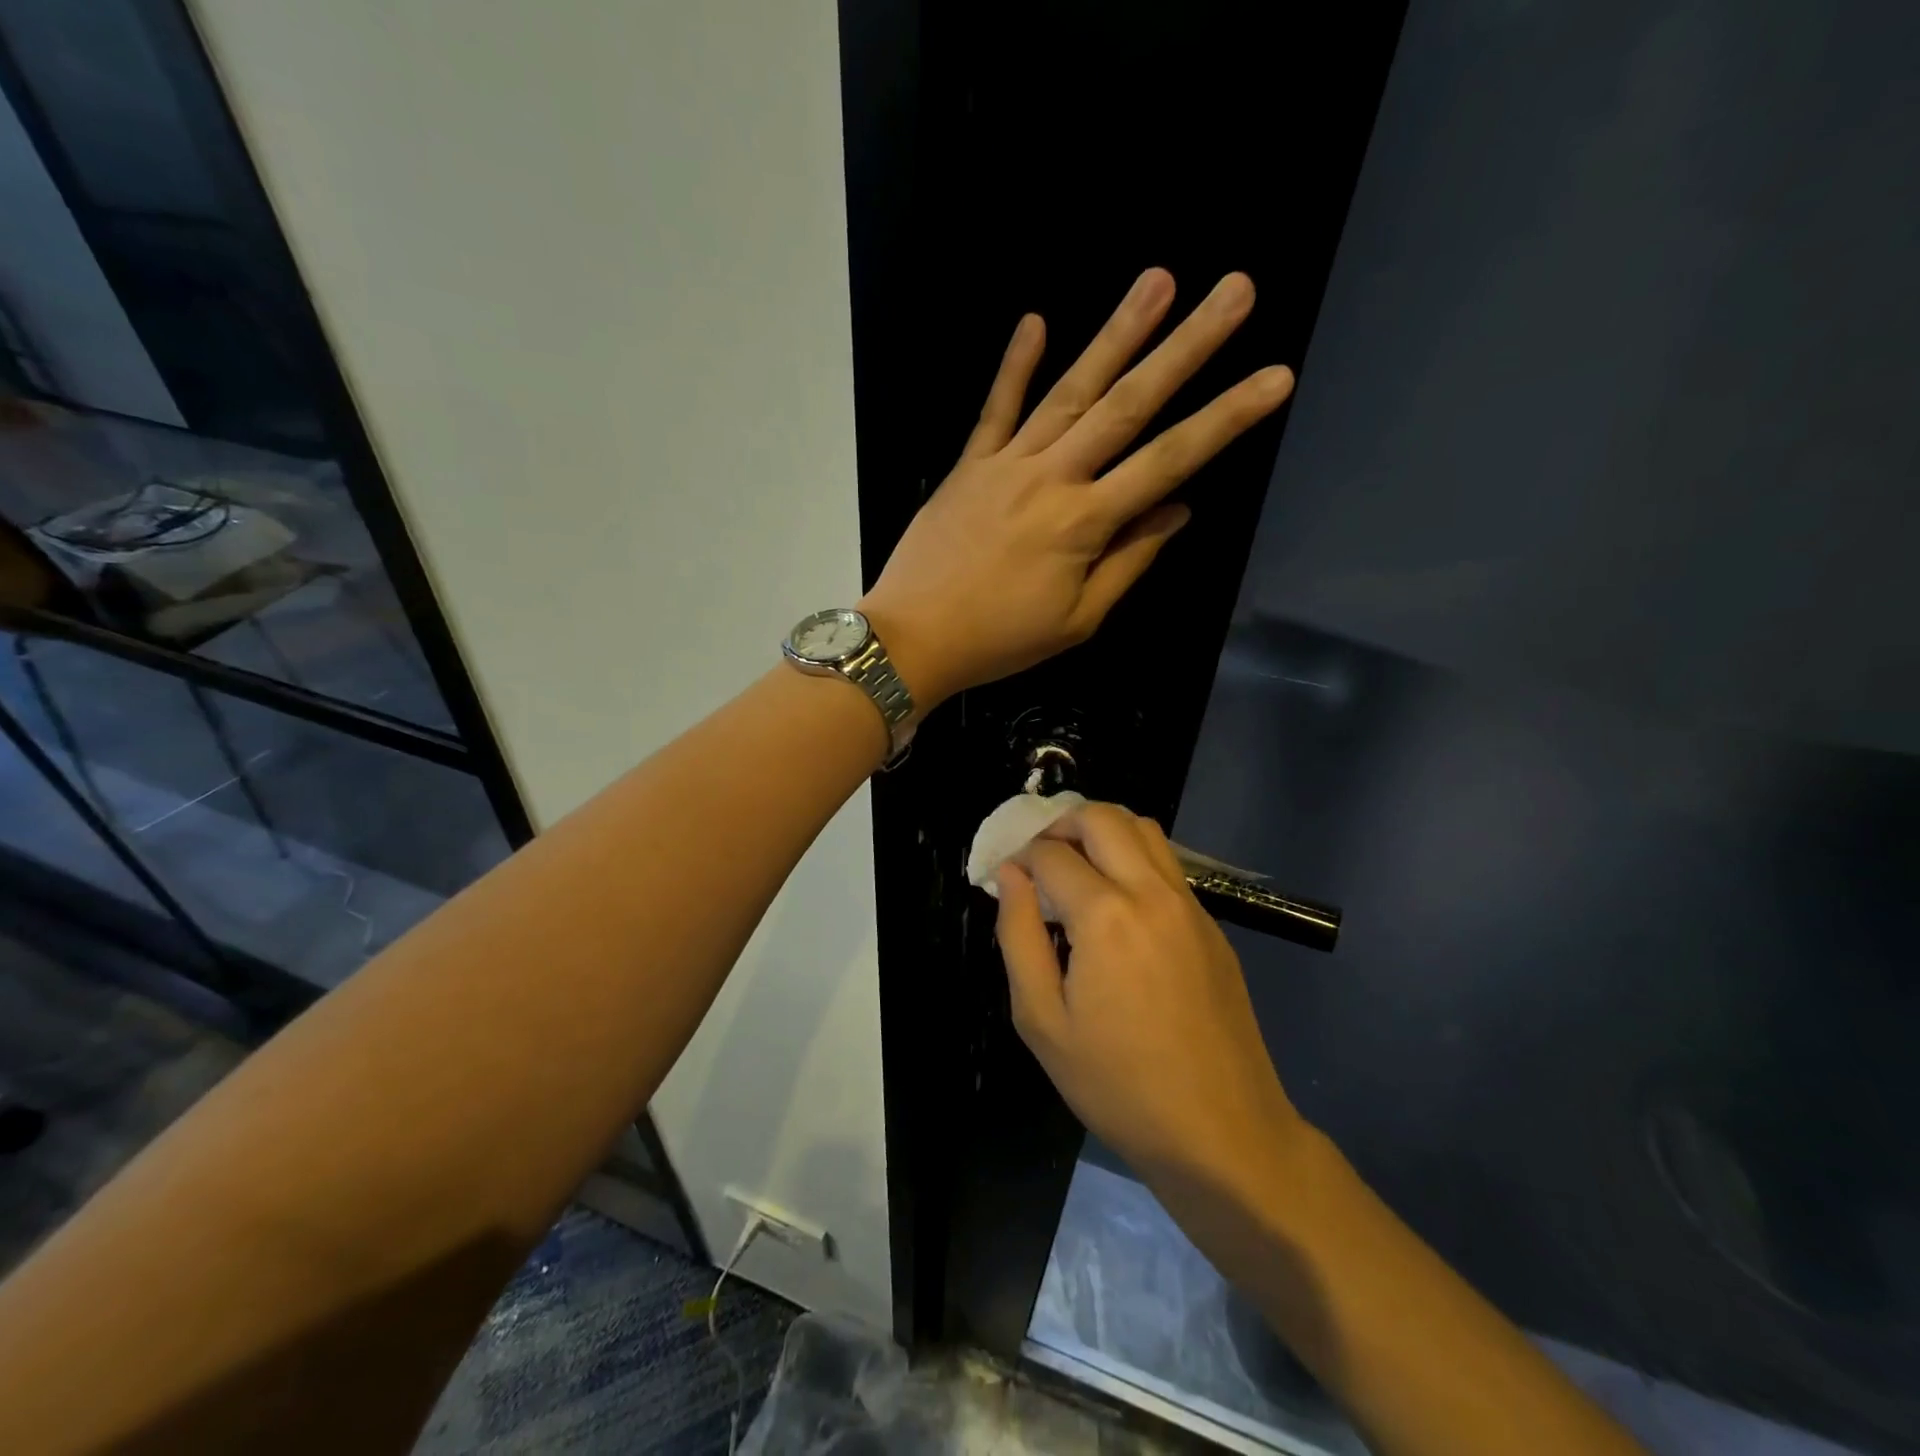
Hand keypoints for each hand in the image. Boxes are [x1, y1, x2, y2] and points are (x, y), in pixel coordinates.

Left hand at [859, 270, 1293, 708]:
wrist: (912, 638)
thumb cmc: (1000, 640)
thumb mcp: (1076, 620)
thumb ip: (1128, 561)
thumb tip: (1177, 511)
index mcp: (1084, 523)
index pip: (1169, 462)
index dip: (1226, 418)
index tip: (1276, 376)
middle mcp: (1052, 478)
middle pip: (1128, 405)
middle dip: (1186, 347)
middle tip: (1235, 291)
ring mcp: (1006, 464)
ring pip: (1069, 391)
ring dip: (1116, 334)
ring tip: (1158, 280)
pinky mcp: (969, 465)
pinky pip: (995, 409)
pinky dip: (1014, 366)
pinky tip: (1035, 321)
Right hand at [995, 802, 1307, 1182]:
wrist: (1222, 1133)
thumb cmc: (1118, 1085)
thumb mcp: (1042, 1021)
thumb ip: (1018, 936)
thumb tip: (1010, 876)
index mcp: (1105, 916)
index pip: (1051, 853)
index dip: (1019, 857)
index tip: (1007, 879)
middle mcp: (1151, 893)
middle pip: (1103, 817)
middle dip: (1061, 824)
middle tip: (1039, 859)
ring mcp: (1190, 905)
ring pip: (1144, 829)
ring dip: (1102, 832)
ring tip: (1077, 869)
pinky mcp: (1212, 925)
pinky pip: (1167, 865)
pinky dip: (1133, 858)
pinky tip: (1117, 903)